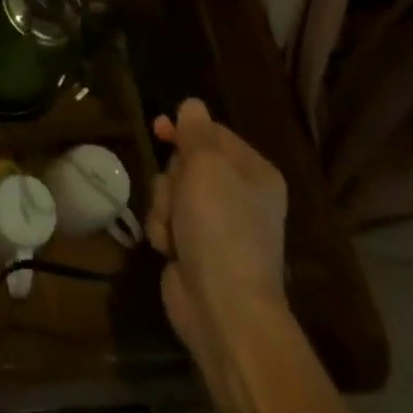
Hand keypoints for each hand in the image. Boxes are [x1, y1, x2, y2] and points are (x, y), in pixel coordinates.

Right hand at [146, 98, 288, 351]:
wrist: (223, 307)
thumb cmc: (220, 227)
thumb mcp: (206, 167)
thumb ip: (195, 131)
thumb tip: (193, 104)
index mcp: (254, 173)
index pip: (212, 133)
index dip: (183, 129)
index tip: (158, 128)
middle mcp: (239, 195)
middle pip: (186, 162)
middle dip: (172, 176)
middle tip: (178, 194)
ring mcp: (216, 225)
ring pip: (170, 191)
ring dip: (163, 206)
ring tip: (174, 230)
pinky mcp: (195, 248)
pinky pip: (167, 221)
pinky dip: (163, 231)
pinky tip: (170, 249)